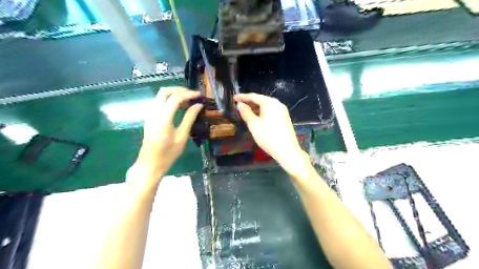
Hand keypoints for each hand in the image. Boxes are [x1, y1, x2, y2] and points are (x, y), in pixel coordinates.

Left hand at [132, 87, 202, 187]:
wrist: (150, 164)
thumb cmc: (168, 153)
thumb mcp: (182, 136)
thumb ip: (189, 118)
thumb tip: (198, 105)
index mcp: (163, 117)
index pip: (176, 97)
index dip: (189, 94)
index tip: (200, 95)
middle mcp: (154, 111)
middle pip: (165, 91)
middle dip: (179, 90)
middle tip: (193, 96)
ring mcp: (150, 114)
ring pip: (160, 95)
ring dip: (174, 94)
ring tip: (188, 101)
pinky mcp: (149, 117)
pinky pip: (159, 102)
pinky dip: (169, 100)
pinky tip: (178, 107)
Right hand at [236, 94, 310, 177]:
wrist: (287, 151)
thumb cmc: (268, 137)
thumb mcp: (254, 125)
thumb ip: (246, 113)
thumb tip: (240, 104)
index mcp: (270, 103)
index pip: (254, 96)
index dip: (243, 97)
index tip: (234, 98)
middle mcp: (277, 104)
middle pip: (261, 100)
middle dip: (249, 102)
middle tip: (238, 104)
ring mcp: (282, 110)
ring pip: (266, 105)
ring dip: (256, 107)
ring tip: (245, 110)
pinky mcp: (284, 117)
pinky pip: (271, 110)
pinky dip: (262, 111)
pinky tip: (257, 116)